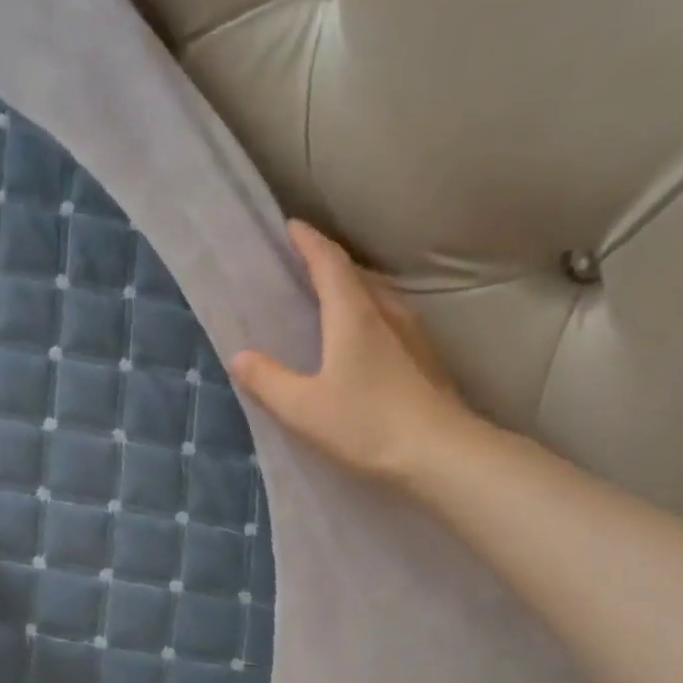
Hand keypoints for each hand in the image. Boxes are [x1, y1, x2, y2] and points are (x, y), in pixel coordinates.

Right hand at [229, 220, 477, 486]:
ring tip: (330, 301)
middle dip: (328, 263)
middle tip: (302, 266)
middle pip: (356, 275)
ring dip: (353, 290)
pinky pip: (391, 322)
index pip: (329, 262)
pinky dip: (370, 317)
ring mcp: (413, 336)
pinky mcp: (426, 361)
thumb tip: (240, 357)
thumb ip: (268, 381)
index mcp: (354, 315)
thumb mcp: (303, 408)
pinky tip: (364, 341)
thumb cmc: (367, 425)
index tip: (290, 227)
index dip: (308, 242)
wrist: (441, 456)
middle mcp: (387, 314)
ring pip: (378, 297)